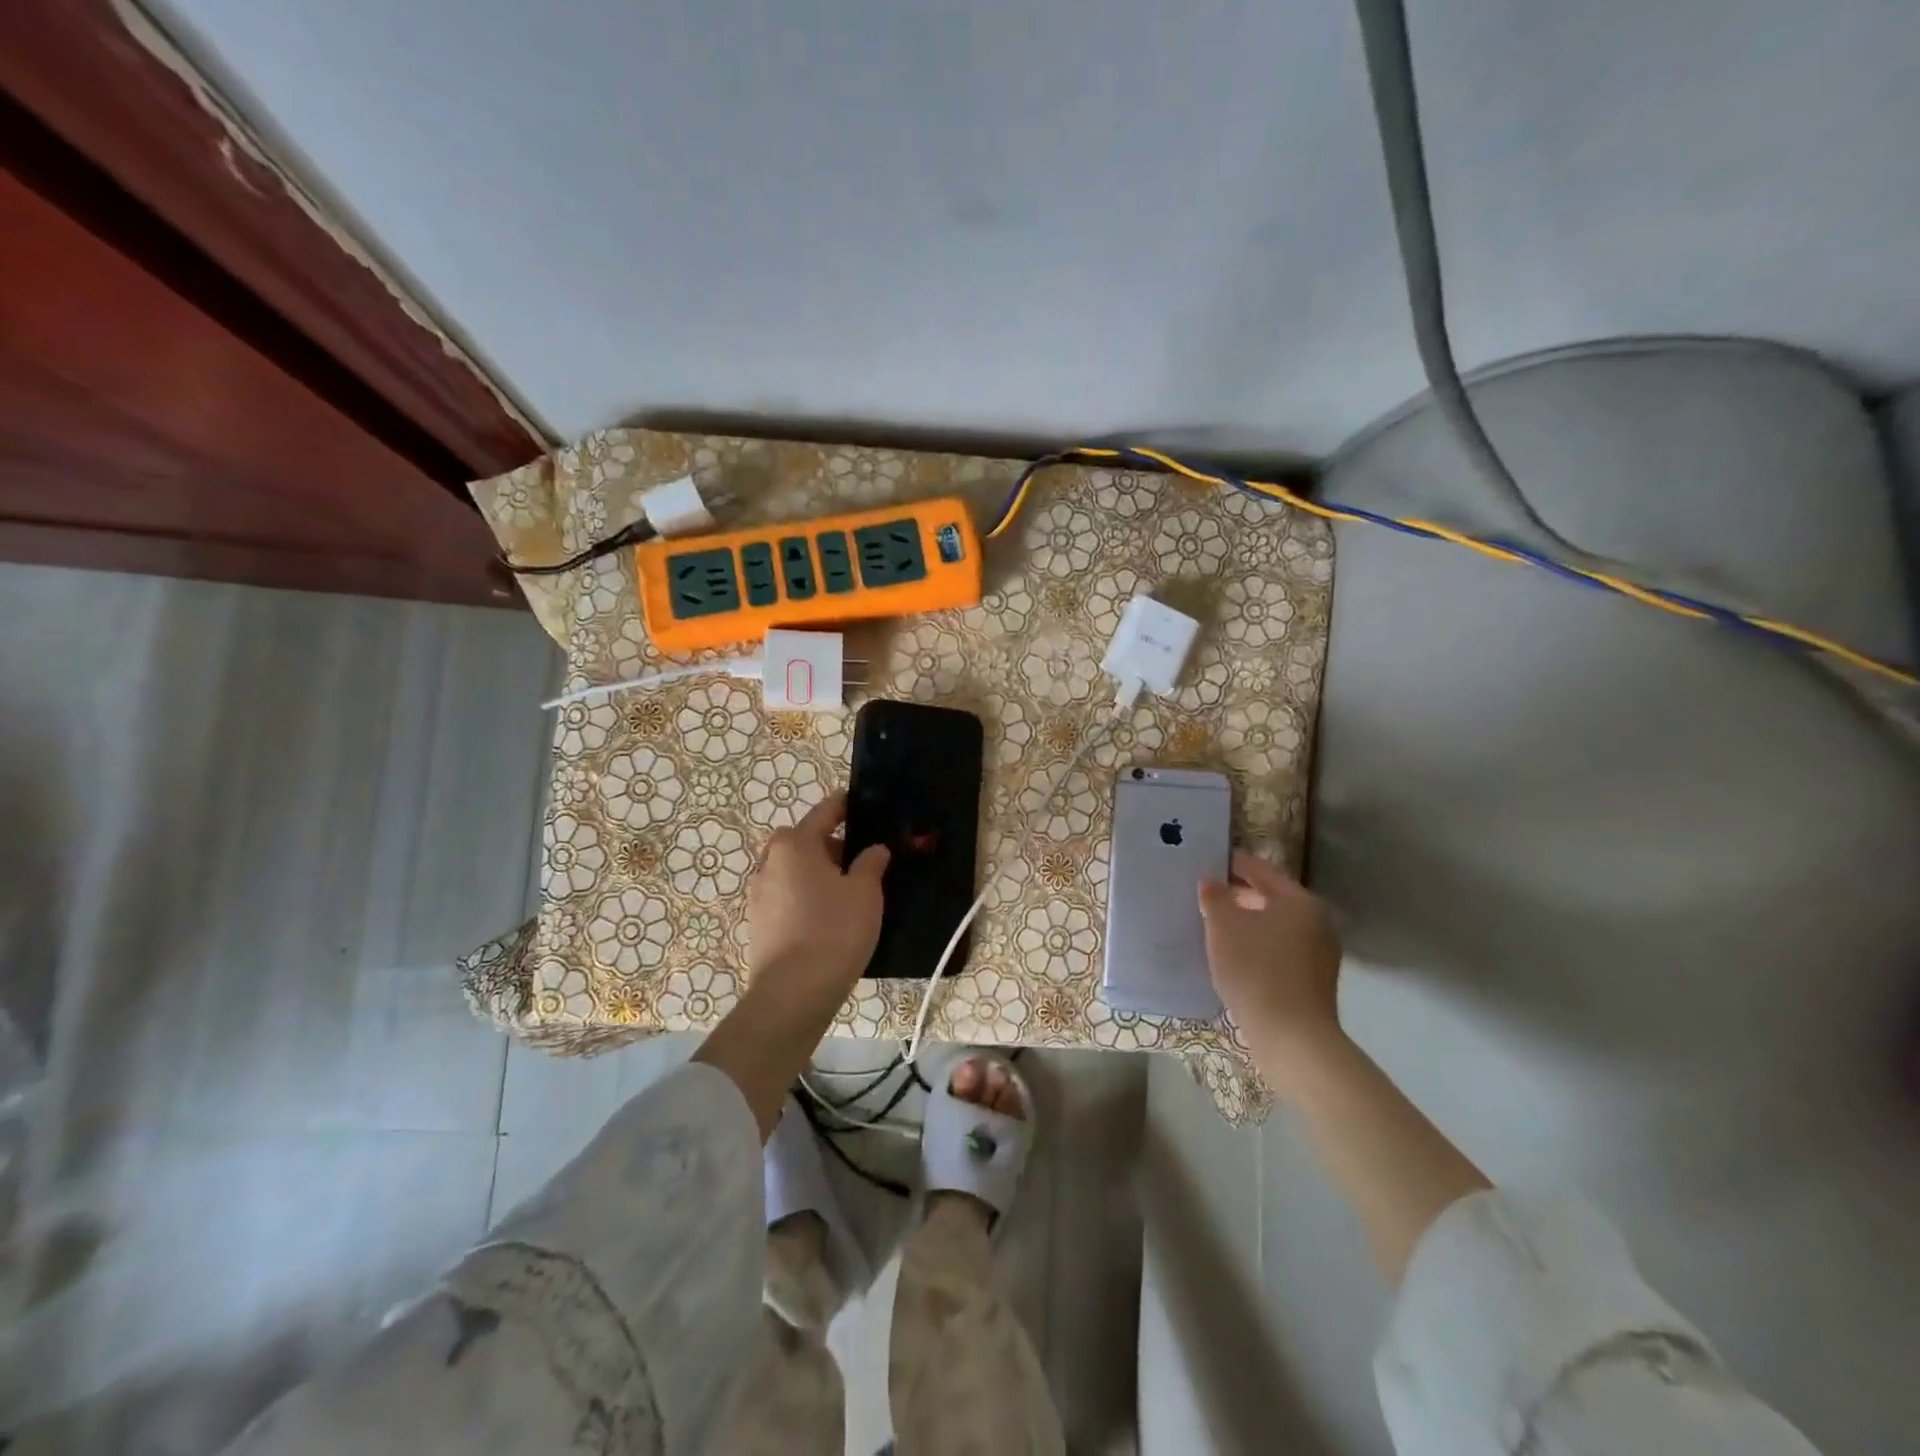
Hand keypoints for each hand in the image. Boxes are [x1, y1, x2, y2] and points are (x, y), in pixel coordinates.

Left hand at [745, 790, 889, 1012]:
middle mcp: (770, 862)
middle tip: (862, 861)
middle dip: (832, 846)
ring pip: (794, 871)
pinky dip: (806, 897)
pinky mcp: (758, 923)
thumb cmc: (834, 930)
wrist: (793, 993)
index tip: (864, 806)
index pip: (825, 812)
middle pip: (804, 841)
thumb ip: (871, 863)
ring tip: (848, 894)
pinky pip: (787, 896)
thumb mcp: (866, 892)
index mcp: (794, 844)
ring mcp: (759, 894)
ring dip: (817, 874)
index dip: (846, 807)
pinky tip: (828, 918)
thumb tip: (874, 849)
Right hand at [1200, 850, 1342, 1061]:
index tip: (1207, 862)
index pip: (1260, 870)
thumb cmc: (1256, 970)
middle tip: (1205, 898)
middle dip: (1239, 897)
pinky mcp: (1314, 982)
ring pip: (1275, 927)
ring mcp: (1320, 954)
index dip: (1232, 864)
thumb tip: (1212, 881)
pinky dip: (1258, 948)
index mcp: (1299, 900)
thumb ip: (1215, 896)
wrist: (1292, 1038)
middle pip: (1271, 898)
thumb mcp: (1223, 926)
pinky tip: (1234, 959)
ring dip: (1248, 925)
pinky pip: (1280, 952)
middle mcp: (1316, 921)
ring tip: (1214, 929)